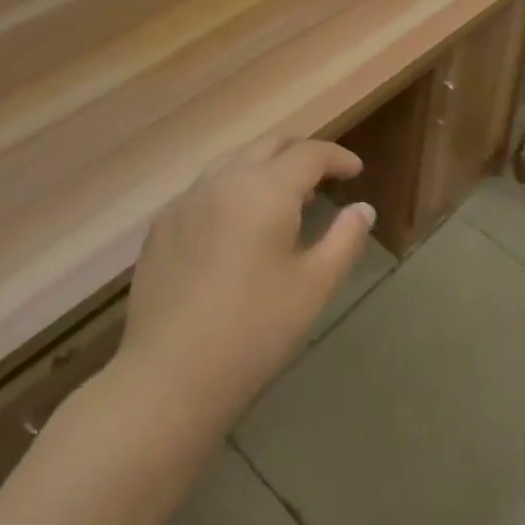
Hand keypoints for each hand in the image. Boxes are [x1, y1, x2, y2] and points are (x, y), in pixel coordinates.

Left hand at [117, 136, 373, 425]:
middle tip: (323, 177)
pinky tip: (237, 225)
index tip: (355, 171)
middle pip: (269, 145)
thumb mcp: (315, 286)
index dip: (337, 157)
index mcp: (265, 189)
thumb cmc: (254, 331)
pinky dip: (233, 188)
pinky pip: (205, 188)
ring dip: (265, 167)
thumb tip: (363, 208)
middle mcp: (224, 181)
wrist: (168, 379)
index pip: (309, 154)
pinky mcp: (162, 227)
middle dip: (301, 153)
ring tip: (283, 198)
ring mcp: (186, 201)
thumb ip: (345, 239)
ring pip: (233, 161)